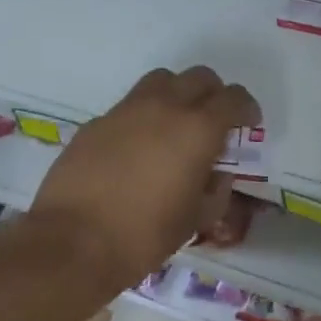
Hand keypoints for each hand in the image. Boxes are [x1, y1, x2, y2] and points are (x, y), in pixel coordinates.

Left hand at [28, 66, 259, 289]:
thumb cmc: (144, 235)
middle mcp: (165, 106)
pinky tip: (136, 148)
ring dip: (177, 94)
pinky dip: (143, 116)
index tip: (248, 124)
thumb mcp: (195, 220)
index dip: (246, 108)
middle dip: (214, 94)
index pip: (233, 98)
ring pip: (162, 80)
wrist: (72, 242)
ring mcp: (126, 110)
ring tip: (175, 124)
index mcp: (198, 128)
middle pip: (200, 78)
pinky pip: (129, 106)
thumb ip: (215, 192)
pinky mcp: (97, 121)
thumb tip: (216, 175)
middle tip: (214, 121)